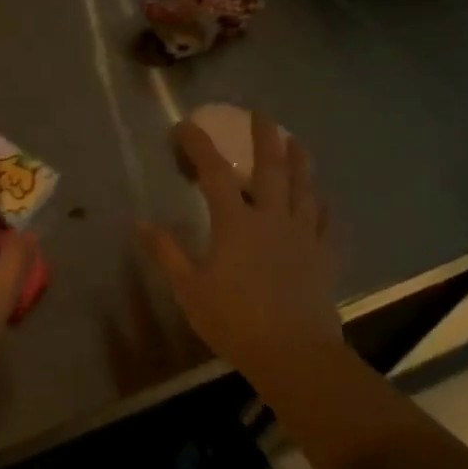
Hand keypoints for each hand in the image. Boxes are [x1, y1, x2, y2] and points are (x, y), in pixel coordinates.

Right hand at [143, 114, 343, 391]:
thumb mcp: (189, 288)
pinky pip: (327, 223)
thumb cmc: (235, 320)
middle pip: (270, 168)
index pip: (214, 172)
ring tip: (297, 141)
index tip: (185, 125)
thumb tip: (140, 221)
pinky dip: (323, 206)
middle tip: (261, 113)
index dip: (199, 145)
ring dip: (300, 161)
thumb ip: (167, 252)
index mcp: (235, 223)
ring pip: (304, 188)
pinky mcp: (324, 257)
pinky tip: (323, 199)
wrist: (294, 356)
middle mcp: (271, 219)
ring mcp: (302, 236)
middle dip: (264, 137)